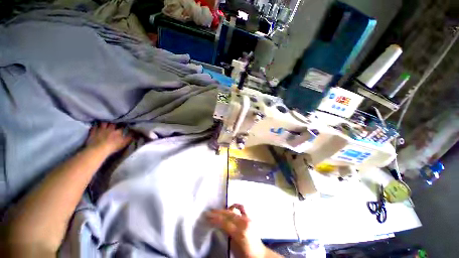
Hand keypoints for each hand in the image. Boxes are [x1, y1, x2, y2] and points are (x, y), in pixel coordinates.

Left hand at [86, 122, 131, 154]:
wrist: (98, 149)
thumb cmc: (113, 146)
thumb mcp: (124, 143)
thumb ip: (130, 137)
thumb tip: (136, 133)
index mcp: (118, 131)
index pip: (122, 126)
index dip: (123, 125)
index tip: (124, 124)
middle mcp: (110, 128)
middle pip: (112, 123)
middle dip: (114, 122)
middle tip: (115, 121)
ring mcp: (101, 129)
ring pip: (103, 123)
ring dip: (105, 122)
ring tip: (106, 122)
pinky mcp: (93, 132)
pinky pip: (94, 126)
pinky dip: (95, 126)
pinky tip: (96, 125)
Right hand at [207, 204, 267, 257]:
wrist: (259, 254)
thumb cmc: (245, 254)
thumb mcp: (233, 247)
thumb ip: (226, 235)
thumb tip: (218, 226)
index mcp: (239, 233)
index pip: (224, 223)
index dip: (215, 219)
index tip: (207, 217)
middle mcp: (243, 223)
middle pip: (228, 215)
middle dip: (217, 213)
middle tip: (209, 212)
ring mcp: (247, 219)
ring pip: (233, 211)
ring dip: (224, 210)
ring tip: (216, 210)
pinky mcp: (250, 217)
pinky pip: (242, 208)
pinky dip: (235, 206)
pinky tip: (230, 207)